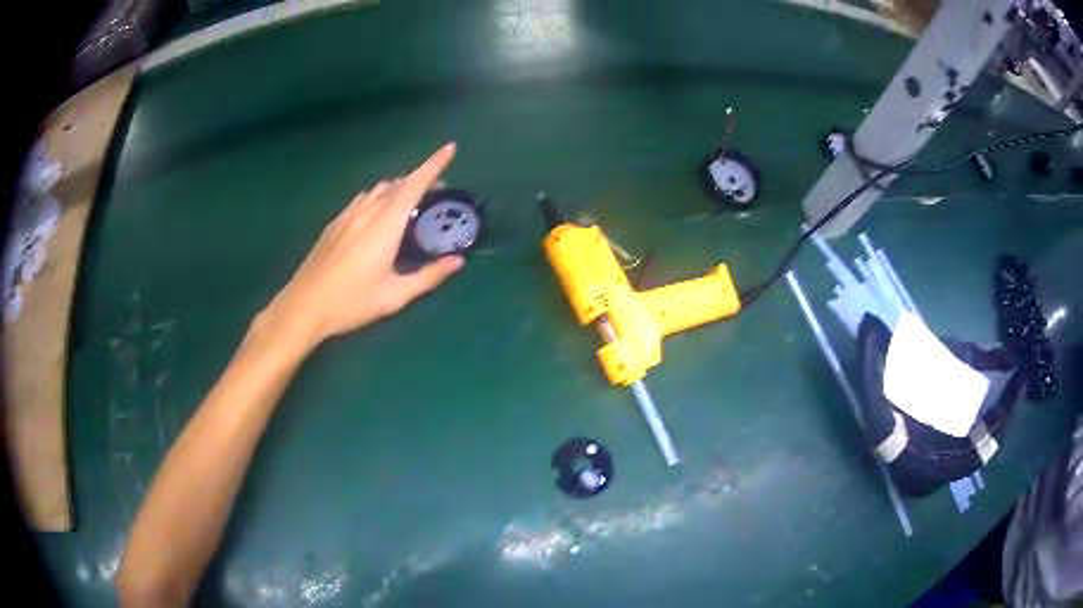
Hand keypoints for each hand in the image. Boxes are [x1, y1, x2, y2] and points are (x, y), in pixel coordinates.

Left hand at [259, 143, 463, 352]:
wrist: (304, 305)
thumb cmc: (352, 302)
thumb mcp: (395, 295)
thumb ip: (428, 276)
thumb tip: (458, 261)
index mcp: (385, 224)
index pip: (414, 184)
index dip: (434, 164)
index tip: (450, 148)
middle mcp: (367, 211)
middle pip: (397, 183)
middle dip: (420, 179)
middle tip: (436, 195)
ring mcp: (347, 215)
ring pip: (378, 189)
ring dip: (398, 188)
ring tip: (409, 204)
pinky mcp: (334, 224)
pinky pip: (362, 199)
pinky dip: (378, 197)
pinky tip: (377, 215)